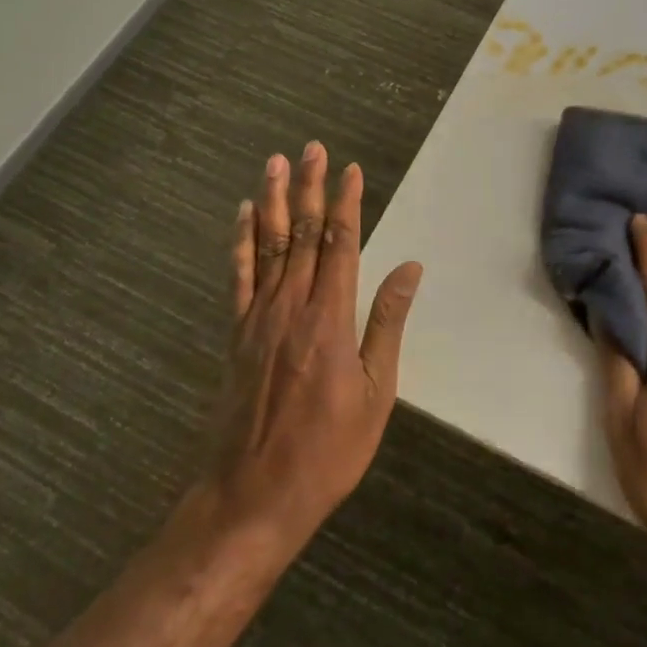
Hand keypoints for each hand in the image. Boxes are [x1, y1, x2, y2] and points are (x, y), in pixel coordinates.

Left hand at [203, 143, 423, 556]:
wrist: (250, 498)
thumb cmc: (326, 452)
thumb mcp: (375, 394)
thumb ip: (387, 324)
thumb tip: (409, 268)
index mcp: (330, 319)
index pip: (340, 244)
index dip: (346, 203)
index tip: (351, 170)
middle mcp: (291, 306)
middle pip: (301, 234)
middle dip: (309, 188)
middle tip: (312, 148)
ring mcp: (258, 318)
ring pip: (268, 245)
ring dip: (273, 200)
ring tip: (276, 162)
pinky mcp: (236, 334)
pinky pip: (238, 277)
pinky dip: (241, 241)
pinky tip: (243, 215)